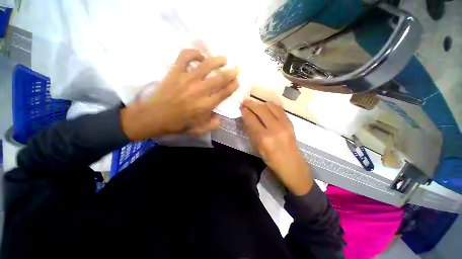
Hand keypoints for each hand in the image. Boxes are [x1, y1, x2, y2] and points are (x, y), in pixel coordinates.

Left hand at [121, 49, 239, 139]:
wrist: (155, 117)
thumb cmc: (178, 124)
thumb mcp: (199, 130)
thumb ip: (212, 124)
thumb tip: (220, 116)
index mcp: (206, 105)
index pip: (224, 93)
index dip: (233, 86)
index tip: (238, 81)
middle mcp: (199, 90)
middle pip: (220, 78)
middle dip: (231, 72)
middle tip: (237, 68)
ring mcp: (187, 79)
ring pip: (206, 65)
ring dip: (217, 60)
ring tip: (224, 59)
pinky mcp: (175, 72)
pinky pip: (185, 57)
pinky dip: (193, 53)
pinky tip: (200, 56)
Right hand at [241, 100, 312, 194]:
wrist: (291, 164)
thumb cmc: (271, 158)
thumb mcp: (256, 147)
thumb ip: (251, 131)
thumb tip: (246, 117)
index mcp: (264, 138)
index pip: (251, 119)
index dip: (245, 111)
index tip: (241, 107)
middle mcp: (274, 128)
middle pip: (261, 110)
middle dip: (251, 104)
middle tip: (245, 101)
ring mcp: (284, 124)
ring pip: (270, 106)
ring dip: (260, 104)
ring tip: (255, 105)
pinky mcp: (290, 122)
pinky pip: (279, 109)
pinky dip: (270, 106)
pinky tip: (266, 107)